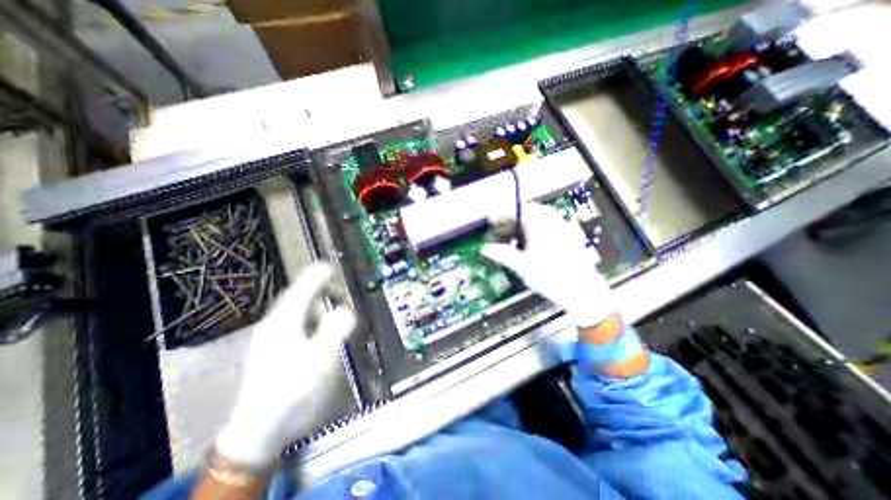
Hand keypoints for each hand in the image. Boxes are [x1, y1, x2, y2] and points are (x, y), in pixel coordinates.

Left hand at [215, 262, 355, 468]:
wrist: (259, 429)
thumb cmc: (292, 389)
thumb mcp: (320, 358)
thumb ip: (335, 329)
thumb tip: (346, 310)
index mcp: (284, 323)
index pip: (301, 290)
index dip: (316, 276)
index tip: (330, 266)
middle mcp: (275, 325)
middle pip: (298, 298)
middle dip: (318, 290)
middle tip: (338, 291)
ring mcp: (271, 338)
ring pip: (296, 312)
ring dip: (315, 306)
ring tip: (333, 313)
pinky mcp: (274, 350)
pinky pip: (295, 324)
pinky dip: (310, 320)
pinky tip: (319, 332)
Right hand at [484, 202, 616, 328]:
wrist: (583, 291)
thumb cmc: (551, 277)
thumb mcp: (522, 266)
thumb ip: (501, 254)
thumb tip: (485, 249)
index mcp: (539, 222)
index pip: (514, 210)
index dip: (499, 216)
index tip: (489, 223)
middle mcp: (550, 219)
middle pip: (523, 214)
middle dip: (508, 224)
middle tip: (497, 236)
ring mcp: (560, 226)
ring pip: (533, 221)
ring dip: (519, 229)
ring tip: (509, 243)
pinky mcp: (565, 234)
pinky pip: (543, 227)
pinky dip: (531, 233)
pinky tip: (525, 247)